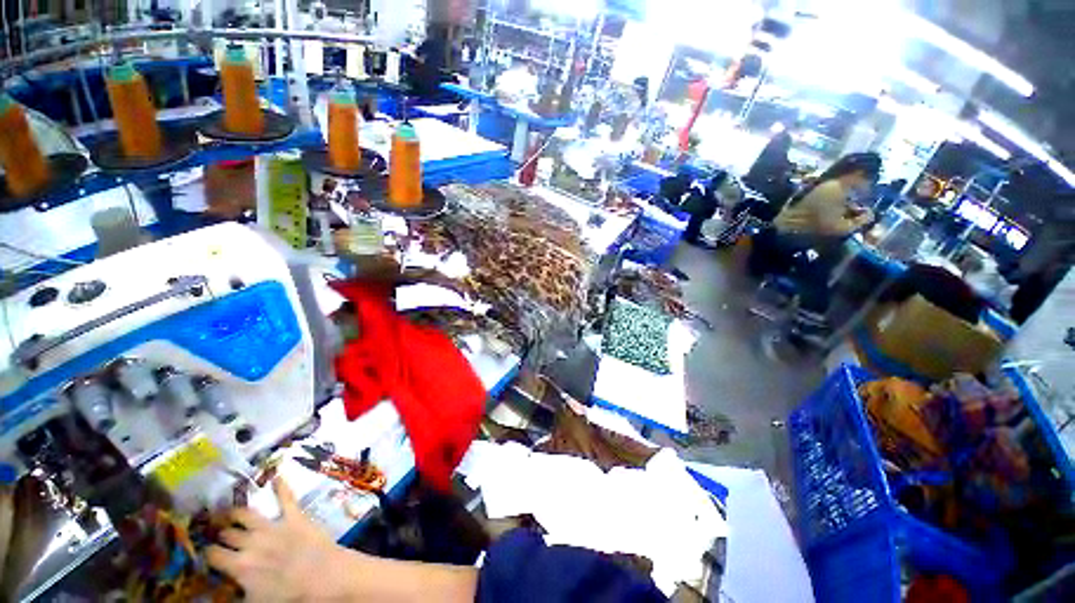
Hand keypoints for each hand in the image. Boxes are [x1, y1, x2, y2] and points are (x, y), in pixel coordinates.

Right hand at [206, 478, 342, 600]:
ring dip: (237, 513)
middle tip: (217, 533)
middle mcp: (251, 541)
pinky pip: (286, 499)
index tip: (205, 552)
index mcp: (239, 565)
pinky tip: (277, 476)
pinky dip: (281, 487)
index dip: (207, 554)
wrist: (323, 576)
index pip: (212, 555)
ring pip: (247, 514)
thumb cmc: (288, 596)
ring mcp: (273, 526)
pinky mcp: (295, 517)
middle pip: (227, 533)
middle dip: (220, 534)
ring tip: (229, 512)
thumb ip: (233, 596)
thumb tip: (209, 598)